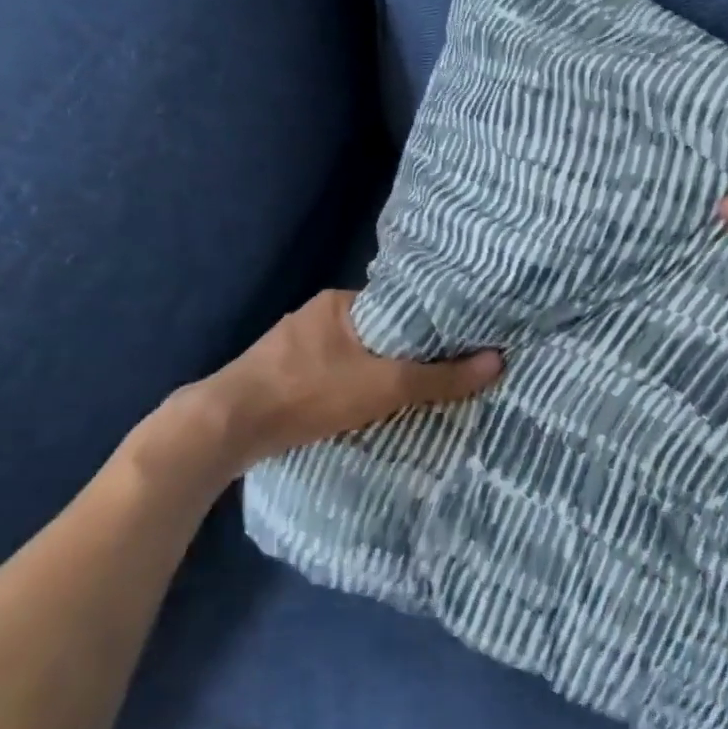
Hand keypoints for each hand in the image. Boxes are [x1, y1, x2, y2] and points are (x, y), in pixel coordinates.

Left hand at [129, 290, 501, 499]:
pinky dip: (351, 391)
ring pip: (354, 358)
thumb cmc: (311, 392)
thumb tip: (498, 361)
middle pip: (378, 333)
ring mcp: (294, 347)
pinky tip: (365, 411)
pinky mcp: (281, 376)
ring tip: (412, 397)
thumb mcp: (386, 385)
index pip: (400, 307)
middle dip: (405, 355)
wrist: (229, 426)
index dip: (430, 326)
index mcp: (340, 302)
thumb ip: (441, 377)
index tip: (459, 346)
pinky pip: (331, 377)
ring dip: (377, 375)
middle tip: (442, 377)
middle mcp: (317, 316)